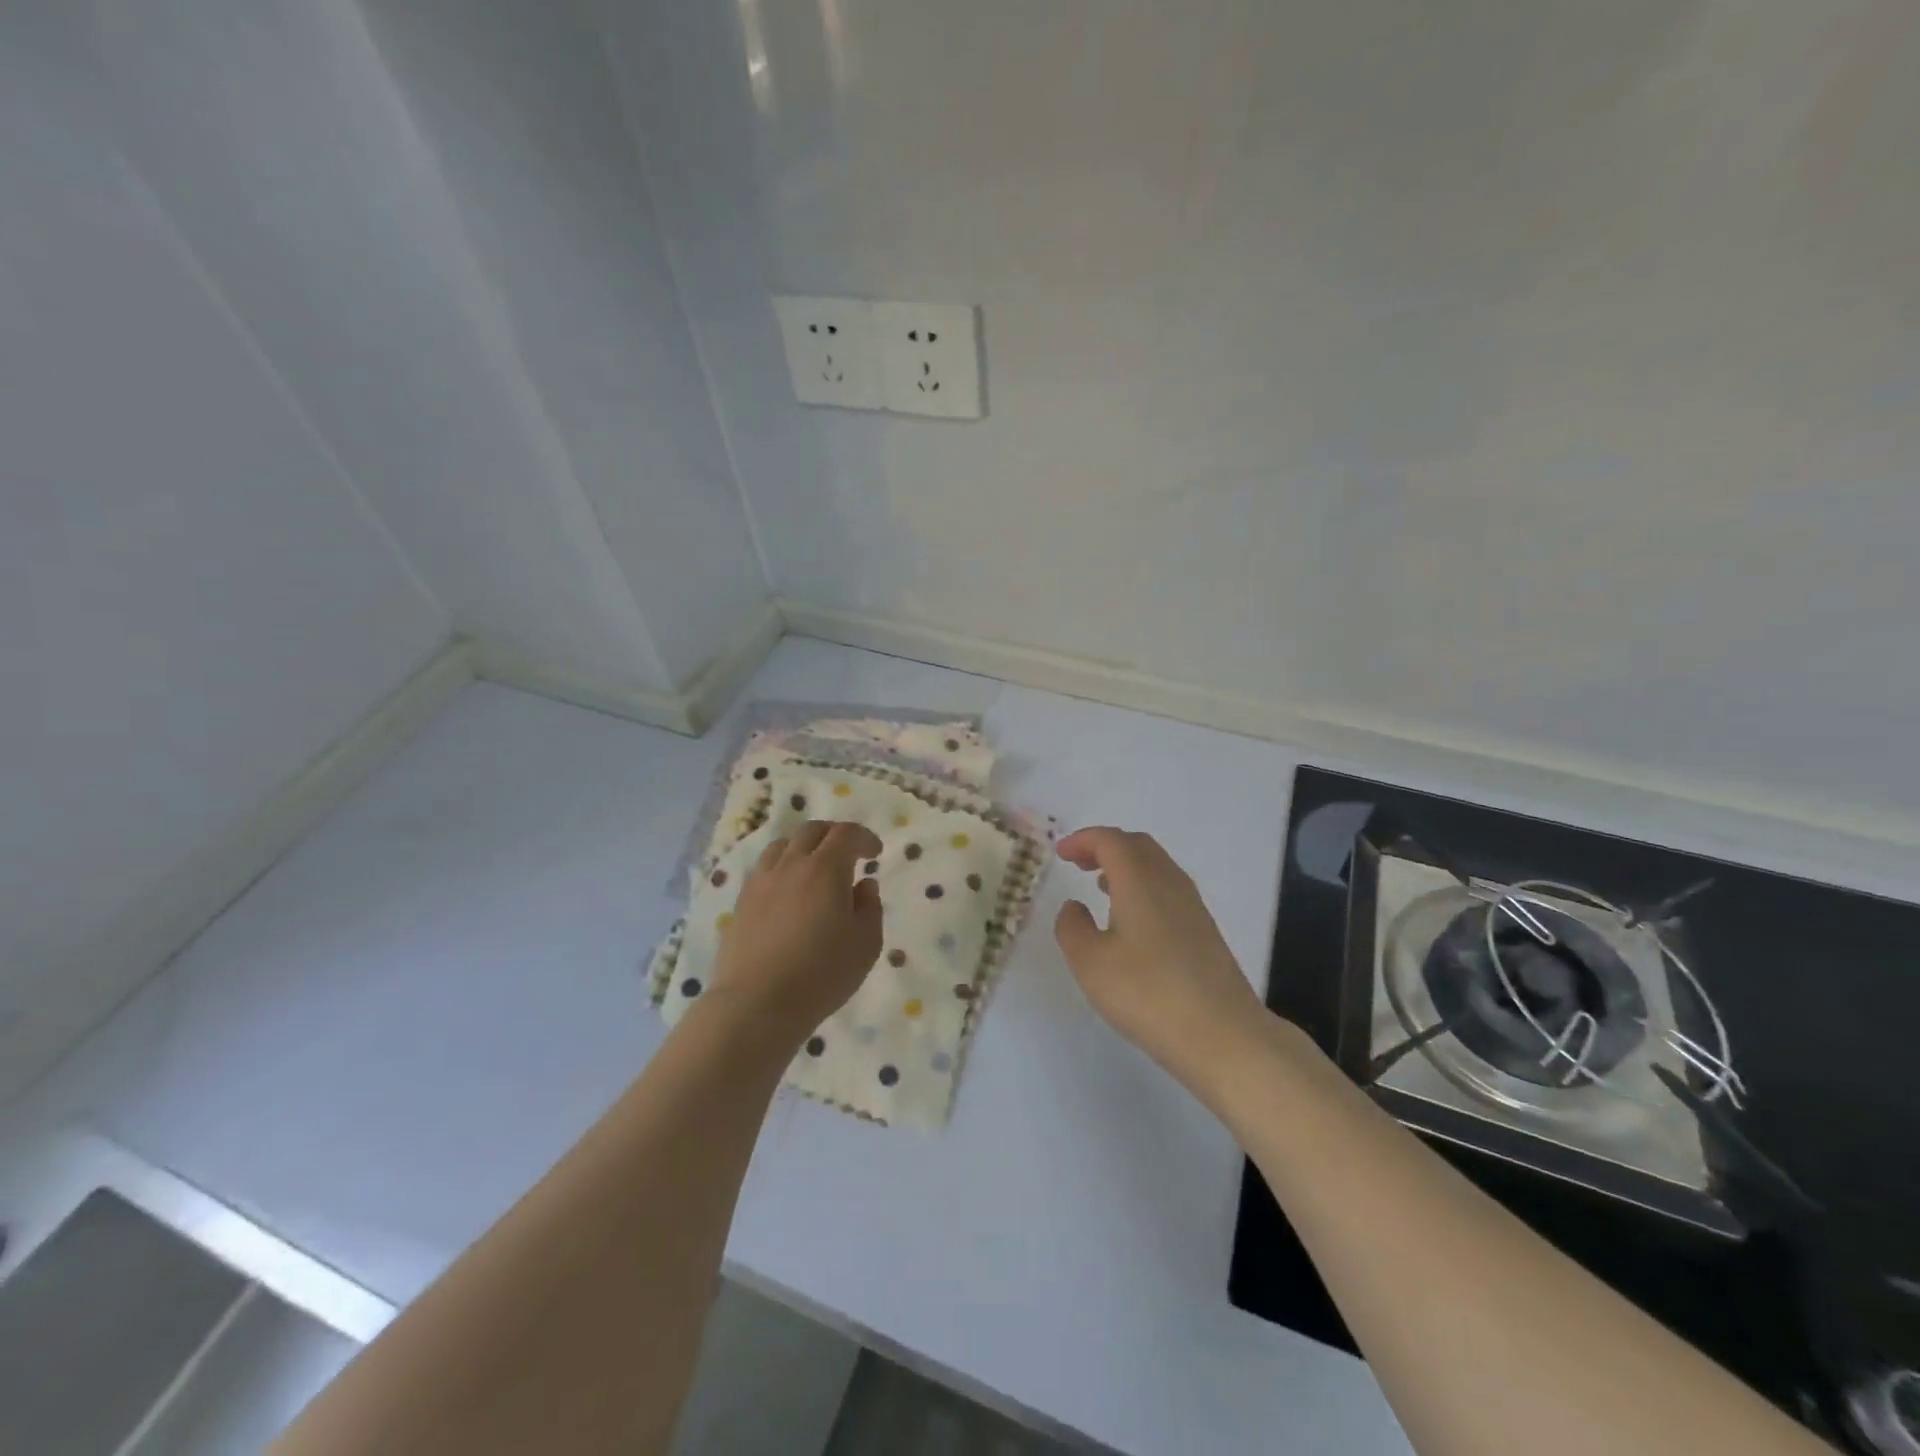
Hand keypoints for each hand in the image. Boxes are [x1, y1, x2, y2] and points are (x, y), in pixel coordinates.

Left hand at [708, 820, 884, 1046]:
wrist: (757, 1003)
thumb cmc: (822, 974)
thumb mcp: (866, 943)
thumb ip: (870, 907)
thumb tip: (863, 885)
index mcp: (825, 869)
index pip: (846, 834)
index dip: (864, 837)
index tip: (875, 852)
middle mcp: (790, 865)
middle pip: (811, 831)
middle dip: (833, 835)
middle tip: (847, 853)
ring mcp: (761, 882)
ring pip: (782, 846)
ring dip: (803, 847)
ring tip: (814, 868)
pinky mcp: (741, 903)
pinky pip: (764, 870)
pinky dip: (782, 868)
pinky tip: (788, 892)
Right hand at [1054, 827, 1264, 1085]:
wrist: (1223, 1036)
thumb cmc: (1148, 993)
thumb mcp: (1090, 962)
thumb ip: (1072, 927)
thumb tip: (1074, 906)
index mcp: (1139, 880)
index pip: (1110, 840)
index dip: (1083, 840)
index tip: (1060, 853)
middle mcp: (1169, 883)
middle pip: (1137, 845)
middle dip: (1105, 846)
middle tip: (1079, 863)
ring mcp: (1192, 906)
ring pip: (1156, 866)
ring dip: (1126, 866)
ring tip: (1101, 886)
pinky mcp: (1204, 931)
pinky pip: (1168, 889)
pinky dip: (1143, 886)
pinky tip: (1132, 919)